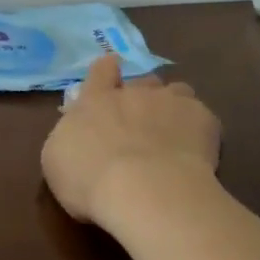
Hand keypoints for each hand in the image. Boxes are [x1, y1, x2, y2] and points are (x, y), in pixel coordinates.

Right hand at [42, 54, 221, 225]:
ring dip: (173, 105)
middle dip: (143, 94)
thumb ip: (69, 139)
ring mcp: (169, 102)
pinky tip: (198, 153)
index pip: (100, 71)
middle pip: (142, 81)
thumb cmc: (89, 180)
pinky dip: (199, 131)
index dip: (106, 70)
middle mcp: (132, 93)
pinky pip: (202, 117)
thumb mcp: (57, 162)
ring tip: (175, 131)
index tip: (111, 69)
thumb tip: (79, 134)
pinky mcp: (201, 118)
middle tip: (143, 119)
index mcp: (95, 102)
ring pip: (177, 91)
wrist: (144, 191)